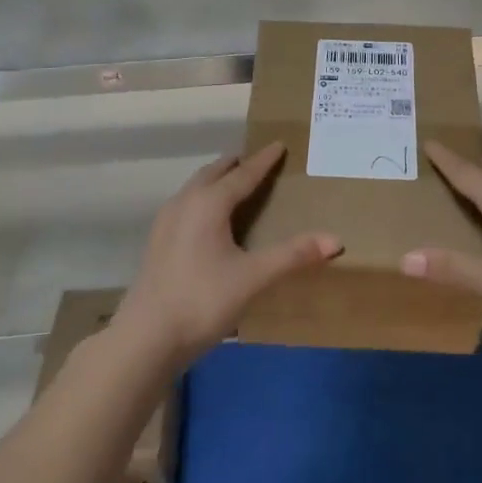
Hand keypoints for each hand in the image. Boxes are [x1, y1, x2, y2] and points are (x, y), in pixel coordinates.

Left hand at [115, 143, 340, 366]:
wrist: (146, 337)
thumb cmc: (202, 300)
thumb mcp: (253, 278)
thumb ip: (293, 256)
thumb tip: (335, 240)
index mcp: (209, 203)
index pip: (243, 174)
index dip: (263, 160)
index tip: (278, 145)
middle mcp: (185, 202)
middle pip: (213, 173)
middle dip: (236, 164)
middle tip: (256, 160)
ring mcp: (166, 221)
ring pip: (195, 187)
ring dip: (215, 179)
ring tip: (232, 183)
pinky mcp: (157, 241)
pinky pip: (185, 204)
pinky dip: (202, 197)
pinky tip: (206, 219)